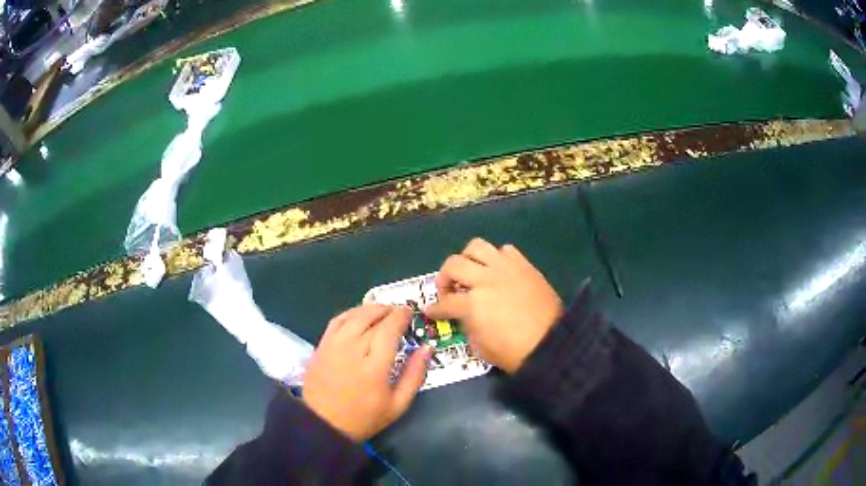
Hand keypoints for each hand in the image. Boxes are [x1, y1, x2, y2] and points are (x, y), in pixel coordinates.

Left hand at [302, 305, 431, 441]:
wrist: (323, 423)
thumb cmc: (364, 417)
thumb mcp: (398, 405)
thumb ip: (415, 375)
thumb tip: (426, 348)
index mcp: (374, 367)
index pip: (389, 330)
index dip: (401, 316)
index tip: (410, 313)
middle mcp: (352, 351)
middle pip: (373, 319)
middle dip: (389, 311)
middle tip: (399, 313)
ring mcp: (334, 346)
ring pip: (354, 316)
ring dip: (371, 309)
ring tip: (383, 312)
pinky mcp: (321, 346)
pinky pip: (337, 320)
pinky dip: (351, 313)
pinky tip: (360, 316)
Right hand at [425, 238, 562, 373]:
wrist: (551, 344)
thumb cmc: (514, 352)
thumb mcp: (480, 347)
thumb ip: (467, 325)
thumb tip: (463, 315)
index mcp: (473, 304)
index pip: (444, 302)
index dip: (434, 308)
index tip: (430, 310)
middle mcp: (486, 279)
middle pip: (453, 264)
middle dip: (444, 278)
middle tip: (448, 289)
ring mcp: (506, 268)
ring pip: (477, 246)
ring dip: (467, 258)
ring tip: (470, 271)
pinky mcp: (523, 265)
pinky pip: (505, 250)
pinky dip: (496, 258)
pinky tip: (497, 271)